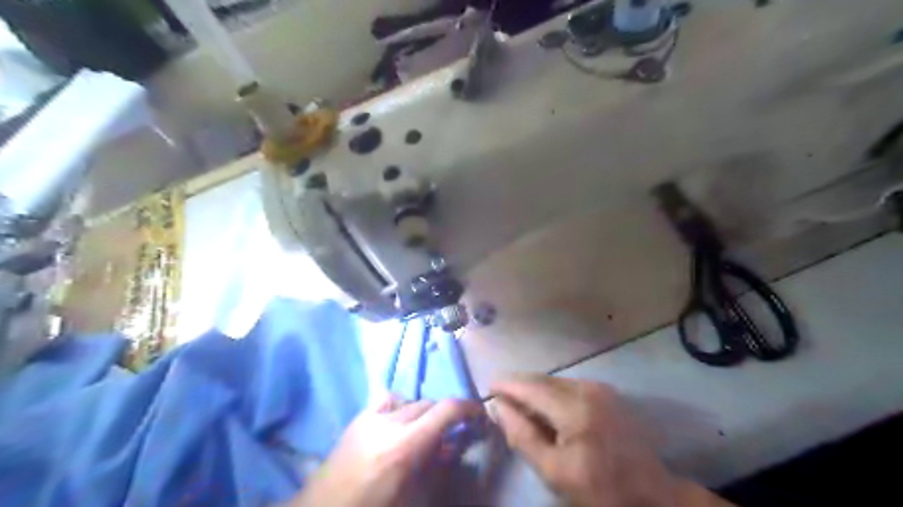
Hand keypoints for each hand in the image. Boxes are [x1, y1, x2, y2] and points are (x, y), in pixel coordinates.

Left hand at [293, 397, 482, 505]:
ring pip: (410, 400)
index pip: (446, 410)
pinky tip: (398, 424)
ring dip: (423, 413)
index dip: (468, 407)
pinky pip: (388, 400)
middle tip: (450, 434)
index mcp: (404, 446)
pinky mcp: (358, 417)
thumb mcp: (413, 497)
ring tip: (421, 433)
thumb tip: (453, 445)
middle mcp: (389, 422)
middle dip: (444, 415)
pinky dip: (401, 408)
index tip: (479, 414)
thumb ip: (437, 467)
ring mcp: (370, 416)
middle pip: (429, 403)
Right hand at [491, 374, 728, 506]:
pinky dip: (552, 393)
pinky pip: (569, 386)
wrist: (652, 495)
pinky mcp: (606, 393)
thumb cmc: (600, 489)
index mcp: (574, 407)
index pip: (530, 386)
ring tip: (520, 406)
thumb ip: (522, 435)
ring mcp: (600, 388)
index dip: (506, 384)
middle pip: (542, 379)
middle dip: (519, 386)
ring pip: (554, 381)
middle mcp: (587, 388)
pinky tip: (546, 409)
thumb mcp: (554, 471)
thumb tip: (498, 407)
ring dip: (535, 390)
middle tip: (500, 400)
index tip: (487, 388)